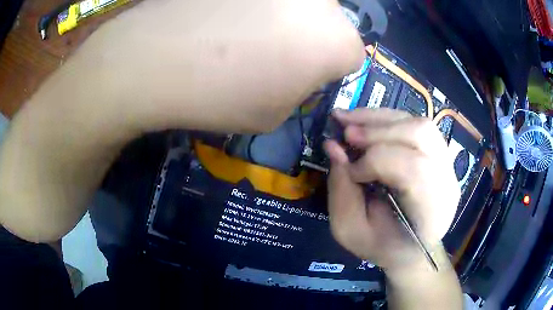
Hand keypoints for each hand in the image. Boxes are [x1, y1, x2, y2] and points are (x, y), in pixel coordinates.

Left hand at [72, 0, 364, 133]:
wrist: (153, 56)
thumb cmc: (219, 95)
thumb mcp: (273, 115)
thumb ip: (299, 89)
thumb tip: (299, 70)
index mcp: (337, 40)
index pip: (352, 56)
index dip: (328, 70)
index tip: (301, 77)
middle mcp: (322, 0)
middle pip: (329, 23)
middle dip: (310, 39)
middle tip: (272, 52)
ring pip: (300, 3)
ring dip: (284, 17)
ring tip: (242, 30)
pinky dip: (254, 5)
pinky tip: (225, 14)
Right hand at [324, 108, 459, 270]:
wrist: (411, 248)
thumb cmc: (383, 246)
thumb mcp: (352, 230)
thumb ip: (342, 191)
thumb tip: (332, 146)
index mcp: (431, 212)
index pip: (414, 169)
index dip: (376, 161)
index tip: (351, 172)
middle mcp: (447, 182)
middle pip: (421, 135)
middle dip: (379, 130)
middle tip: (346, 132)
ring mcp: (448, 165)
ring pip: (420, 124)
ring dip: (381, 119)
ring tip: (350, 120)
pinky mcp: (440, 154)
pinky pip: (416, 124)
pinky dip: (388, 120)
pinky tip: (366, 122)